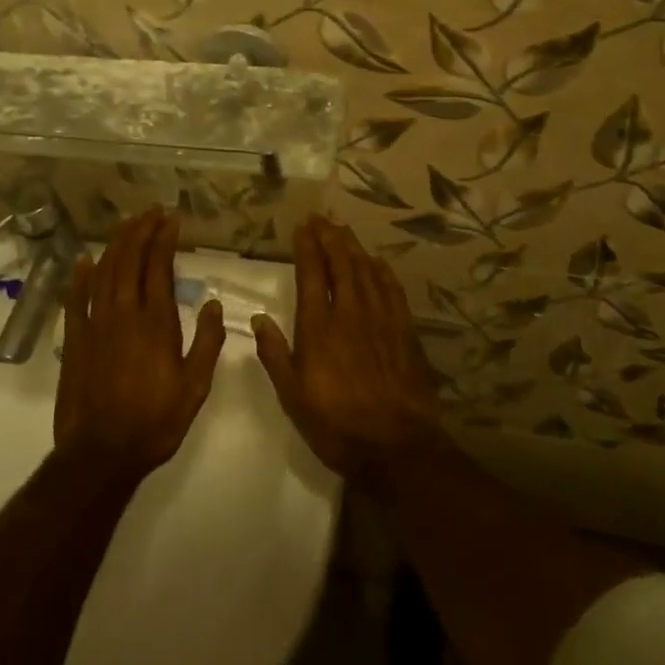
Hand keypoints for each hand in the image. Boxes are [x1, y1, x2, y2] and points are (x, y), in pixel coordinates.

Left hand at [54, 210, 226, 481]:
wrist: (101, 453)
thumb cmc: (155, 421)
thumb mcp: (195, 387)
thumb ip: (206, 343)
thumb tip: (212, 304)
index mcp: (156, 323)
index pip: (159, 267)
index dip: (164, 239)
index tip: (170, 220)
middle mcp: (124, 314)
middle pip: (129, 260)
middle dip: (140, 231)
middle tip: (150, 213)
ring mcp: (95, 324)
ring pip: (103, 272)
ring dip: (115, 244)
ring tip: (126, 225)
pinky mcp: (74, 340)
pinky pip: (75, 299)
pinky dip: (79, 276)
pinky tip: (84, 260)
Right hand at [254, 217, 443, 480]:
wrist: (395, 445)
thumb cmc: (336, 424)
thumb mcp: (293, 396)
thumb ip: (275, 355)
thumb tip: (259, 319)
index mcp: (319, 328)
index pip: (311, 275)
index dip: (307, 247)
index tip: (302, 227)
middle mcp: (350, 314)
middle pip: (341, 264)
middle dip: (330, 237)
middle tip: (322, 219)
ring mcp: (380, 319)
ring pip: (366, 271)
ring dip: (354, 248)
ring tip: (344, 230)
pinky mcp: (404, 331)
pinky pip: (392, 290)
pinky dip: (382, 271)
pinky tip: (377, 262)